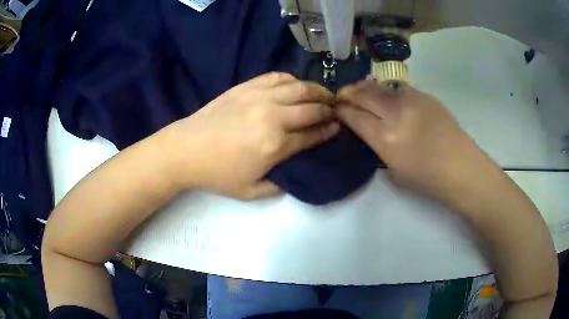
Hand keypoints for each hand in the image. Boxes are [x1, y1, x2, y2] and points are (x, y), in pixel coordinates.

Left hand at [165, 72, 338, 199]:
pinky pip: (276, 77)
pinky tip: (297, 85)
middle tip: (336, 111)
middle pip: (311, 108)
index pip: (312, 134)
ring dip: (317, 90)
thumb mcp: (251, 192)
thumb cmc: (217, 174)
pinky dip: (292, 79)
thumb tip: (295, 172)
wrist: (186, 150)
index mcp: (276, 144)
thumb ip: (279, 185)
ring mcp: (259, 97)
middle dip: (329, 109)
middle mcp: (273, 115)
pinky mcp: (246, 87)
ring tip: (325, 94)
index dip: (328, 131)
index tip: (337, 127)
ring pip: (299, 87)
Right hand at [336, 80, 495, 200]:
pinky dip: (387, 92)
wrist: (460, 167)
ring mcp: (412, 100)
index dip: (341, 110)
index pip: (354, 115)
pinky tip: (388, 98)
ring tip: (361, 92)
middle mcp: (396, 113)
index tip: (335, 108)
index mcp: (385, 138)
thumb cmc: (427, 177)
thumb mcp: (393, 167)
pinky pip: (399, 89)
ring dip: (366, 89)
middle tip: (342, 96)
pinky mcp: (425, 95)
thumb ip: (376, 143)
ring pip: (380, 87)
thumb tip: (366, 126)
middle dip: (348, 94)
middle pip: (363, 94)